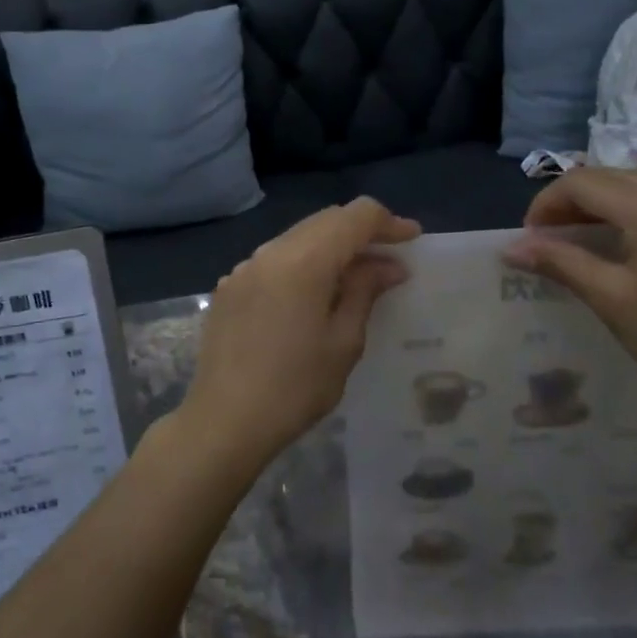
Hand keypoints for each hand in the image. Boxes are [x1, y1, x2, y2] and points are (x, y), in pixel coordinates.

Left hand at [177, 198, 420, 478]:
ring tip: (355, 279)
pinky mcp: (229, 287)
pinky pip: (273, 260)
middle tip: (389, 260)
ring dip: (330, 248)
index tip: (412, 239)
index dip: (388, 222)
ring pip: (297, 238)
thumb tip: (388, 265)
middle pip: (324, 221)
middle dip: (360, 232)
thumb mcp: (343, 342)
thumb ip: (365, 291)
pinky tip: (312, 297)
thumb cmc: (295, 387)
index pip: (354, 216)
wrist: (224, 421)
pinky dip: (302, 264)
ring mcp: (244, 268)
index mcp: (303, 260)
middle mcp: (270, 252)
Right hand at [504, 169, 636, 411]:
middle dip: (572, 200)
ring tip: (591, 228)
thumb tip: (511, 248)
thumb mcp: (609, 298)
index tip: (530, 237)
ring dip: (610, 196)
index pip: (581, 184)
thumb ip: (559, 263)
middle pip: (611, 176)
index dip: (546, 203)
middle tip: (550, 237)